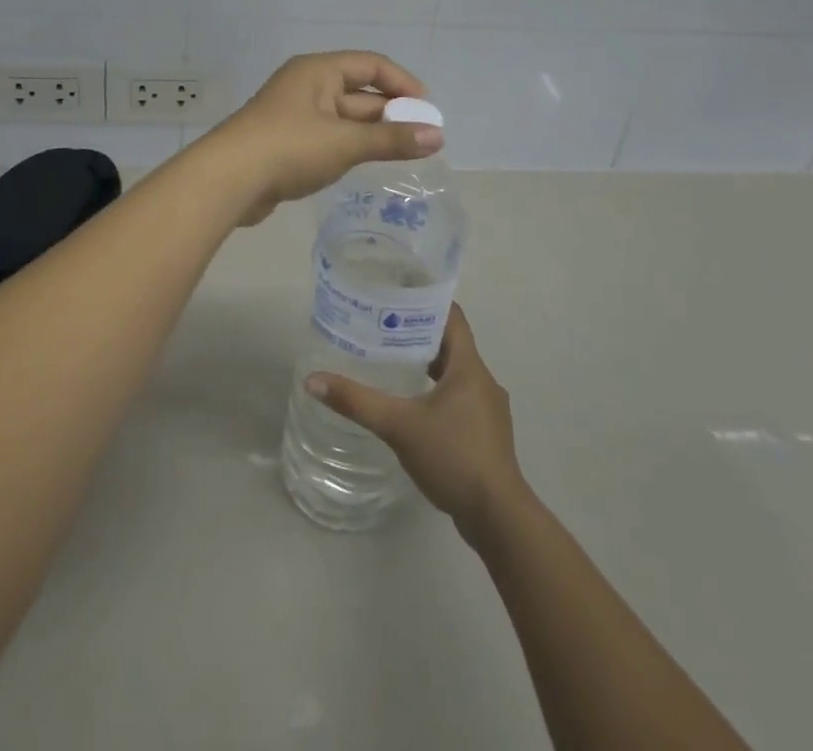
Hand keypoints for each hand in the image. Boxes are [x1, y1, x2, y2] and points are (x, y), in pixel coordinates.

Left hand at [205, 51, 441, 226]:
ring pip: (344, 118)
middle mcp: (306, 86)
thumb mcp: (345, 142)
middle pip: (359, 92)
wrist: (228, 180)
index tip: (428, 109)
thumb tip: (438, 136)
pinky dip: (351, 146)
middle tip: (425, 138)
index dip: (403, 83)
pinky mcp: (286, 142)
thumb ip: (391, 139)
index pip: (371, 65)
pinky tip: (366, 163)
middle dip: (391, 112)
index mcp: (318, 71)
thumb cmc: (289, 148)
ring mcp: (294, 114)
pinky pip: (328, 137)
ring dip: (373, 132)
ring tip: (405, 152)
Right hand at [307, 305, 526, 538]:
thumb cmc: (454, 458)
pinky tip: (412, 405)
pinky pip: (458, 397)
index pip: (452, 316)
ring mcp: (488, 410)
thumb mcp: (399, 426)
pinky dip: (435, 391)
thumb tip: (313, 381)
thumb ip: (357, 402)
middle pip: (451, 343)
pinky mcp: (485, 434)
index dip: (426, 300)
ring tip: (390, 361)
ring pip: (455, 372)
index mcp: (469, 367)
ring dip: (427, 363)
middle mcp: (483, 381)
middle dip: (417, 332)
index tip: (396, 292)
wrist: (499, 519)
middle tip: (381, 325)